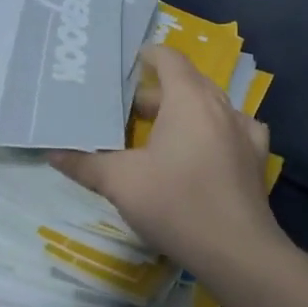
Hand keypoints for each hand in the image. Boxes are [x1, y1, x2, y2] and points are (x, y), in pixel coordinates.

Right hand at [52, 45, 284, 285]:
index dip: (149, 54)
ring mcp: (243, 130)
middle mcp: (220, 105)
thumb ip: (85, 164)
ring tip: (161, 128)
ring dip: (186, 109)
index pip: (169, 59)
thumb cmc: (176, 204)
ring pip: (210, 105)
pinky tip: (210, 144)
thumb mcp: (120, 183)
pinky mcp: (256, 157)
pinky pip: (235, 128)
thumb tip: (52, 152)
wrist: (238, 252)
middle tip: (128, 108)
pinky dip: (216, 129)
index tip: (129, 61)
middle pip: (188, 82)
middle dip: (158, 89)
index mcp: (188, 99)